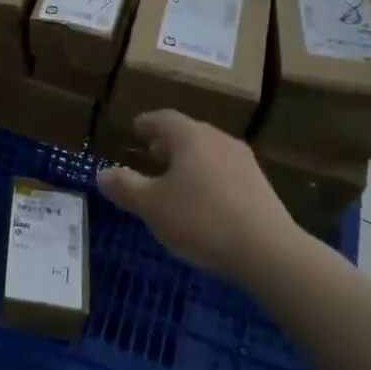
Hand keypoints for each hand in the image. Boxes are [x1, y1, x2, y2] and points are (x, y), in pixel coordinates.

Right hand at [97, 111, 303, 279]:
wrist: (268, 251)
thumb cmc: (200, 220)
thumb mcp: (151, 206)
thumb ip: (124, 187)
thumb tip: (103, 173)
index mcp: (190, 137)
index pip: (163, 118)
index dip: (146, 123)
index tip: (135, 130)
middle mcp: (219, 140)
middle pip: (189, 133)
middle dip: (167, 142)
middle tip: (151, 154)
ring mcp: (244, 162)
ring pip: (208, 152)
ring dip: (188, 161)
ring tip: (174, 180)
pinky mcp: (260, 186)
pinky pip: (225, 172)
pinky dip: (207, 177)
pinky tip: (202, 202)